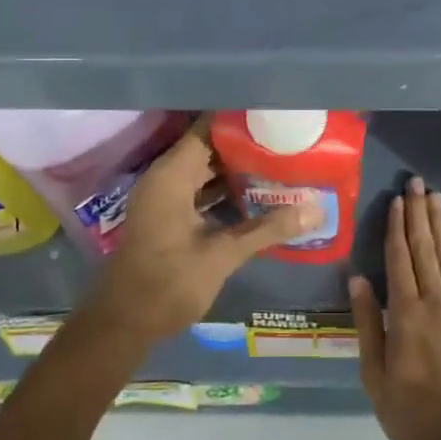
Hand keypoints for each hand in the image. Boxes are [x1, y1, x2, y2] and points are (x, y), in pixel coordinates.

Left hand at [91, 118, 316, 344]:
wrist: (124, 324)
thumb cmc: (168, 284)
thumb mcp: (222, 255)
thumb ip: (268, 229)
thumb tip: (317, 210)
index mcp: (171, 176)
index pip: (207, 129)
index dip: (239, 120)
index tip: (273, 114)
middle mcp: (165, 178)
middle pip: (208, 148)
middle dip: (245, 145)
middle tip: (286, 140)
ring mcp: (164, 198)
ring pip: (205, 171)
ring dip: (237, 170)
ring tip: (280, 162)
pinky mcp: (168, 217)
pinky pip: (199, 191)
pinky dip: (225, 191)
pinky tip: (258, 196)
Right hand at [351, 176, 440, 439]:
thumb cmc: (414, 411)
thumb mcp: (375, 375)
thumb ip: (367, 324)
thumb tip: (357, 279)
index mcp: (405, 312)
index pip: (399, 258)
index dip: (395, 226)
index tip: (395, 200)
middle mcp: (435, 300)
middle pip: (425, 248)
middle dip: (418, 213)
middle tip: (416, 183)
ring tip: (435, 197)